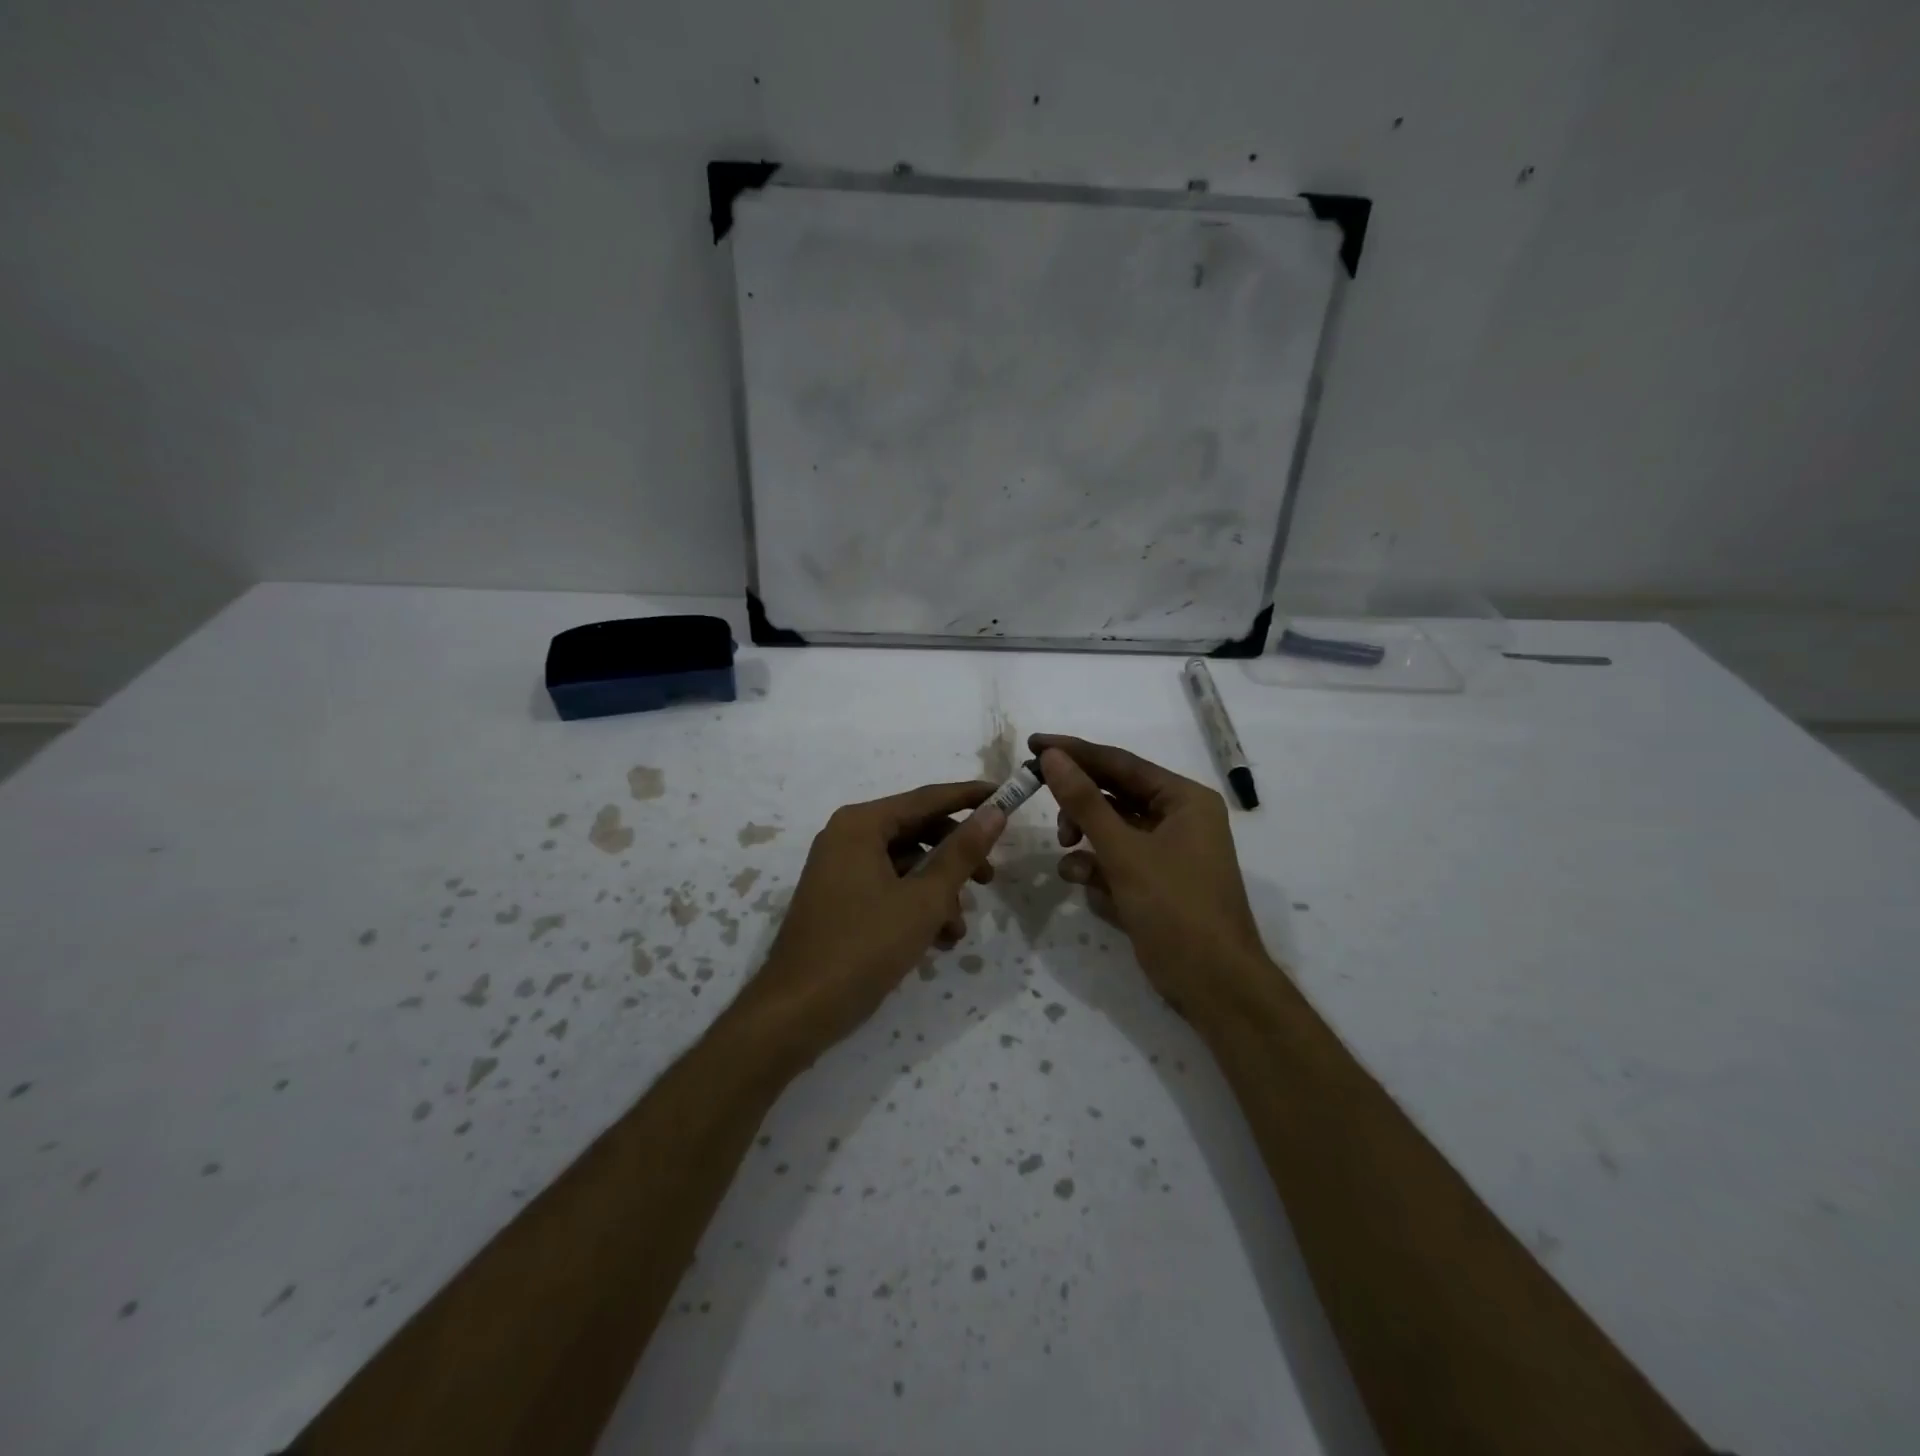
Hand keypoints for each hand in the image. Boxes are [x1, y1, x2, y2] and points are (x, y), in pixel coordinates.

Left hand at [739, 781, 1008, 1062]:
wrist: (797, 1011)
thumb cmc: (864, 947)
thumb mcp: (924, 900)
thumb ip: (962, 853)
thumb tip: (995, 813)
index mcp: (861, 824)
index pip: (927, 798)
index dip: (970, 797)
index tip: (1007, 796)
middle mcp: (847, 836)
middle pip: (916, 831)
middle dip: (956, 856)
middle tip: (989, 878)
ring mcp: (839, 868)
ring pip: (905, 864)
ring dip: (938, 891)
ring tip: (958, 929)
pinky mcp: (838, 898)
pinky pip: (887, 886)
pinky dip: (915, 906)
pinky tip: (937, 940)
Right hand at [1032, 734, 1273, 1024]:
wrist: (1214, 985)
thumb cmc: (1175, 909)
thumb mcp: (1124, 852)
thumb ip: (1085, 802)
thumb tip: (1052, 756)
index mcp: (1184, 799)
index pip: (1121, 763)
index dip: (1075, 752)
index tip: (1034, 744)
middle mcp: (1180, 817)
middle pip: (1116, 792)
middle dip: (1078, 799)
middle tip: (1038, 794)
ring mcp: (1170, 850)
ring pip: (1113, 826)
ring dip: (1085, 832)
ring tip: (1065, 845)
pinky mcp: (1157, 880)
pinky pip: (1118, 857)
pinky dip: (1096, 863)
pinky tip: (1078, 876)